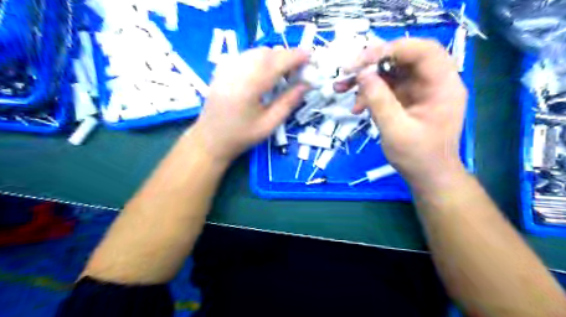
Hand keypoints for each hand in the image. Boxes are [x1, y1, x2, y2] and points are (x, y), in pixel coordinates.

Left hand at [193, 47, 308, 165]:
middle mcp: (236, 72)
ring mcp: (226, 69)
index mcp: (249, 87)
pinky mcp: (222, 70)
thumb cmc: (241, 137)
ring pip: (255, 52)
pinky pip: (245, 56)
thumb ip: (288, 102)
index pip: (276, 63)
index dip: (295, 57)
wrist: (210, 140)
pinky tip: (264, 73)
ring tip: (283, 73)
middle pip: (266, 53)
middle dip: (285, 56)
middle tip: (298, 70)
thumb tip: (306, 85)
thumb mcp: (269, 125)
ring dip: (273, 57)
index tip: (310, 56)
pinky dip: (260, 59)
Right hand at [338, 38, 465, 187]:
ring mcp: (420, 89)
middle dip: (373, 63)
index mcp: (443, 86)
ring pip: (392, 71)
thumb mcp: (396, 131)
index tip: (363, 61)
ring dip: (366, 78)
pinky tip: (356, 106)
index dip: (393, 49)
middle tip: (348, 71)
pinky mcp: (408, 98)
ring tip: (342, 88)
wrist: (428, 175)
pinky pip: (387, 86)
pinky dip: (370, 92)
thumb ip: (379, 101)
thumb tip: (362, 74)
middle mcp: (434, 82)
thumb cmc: (417, 157)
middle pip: (404, 58)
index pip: (423, 51)